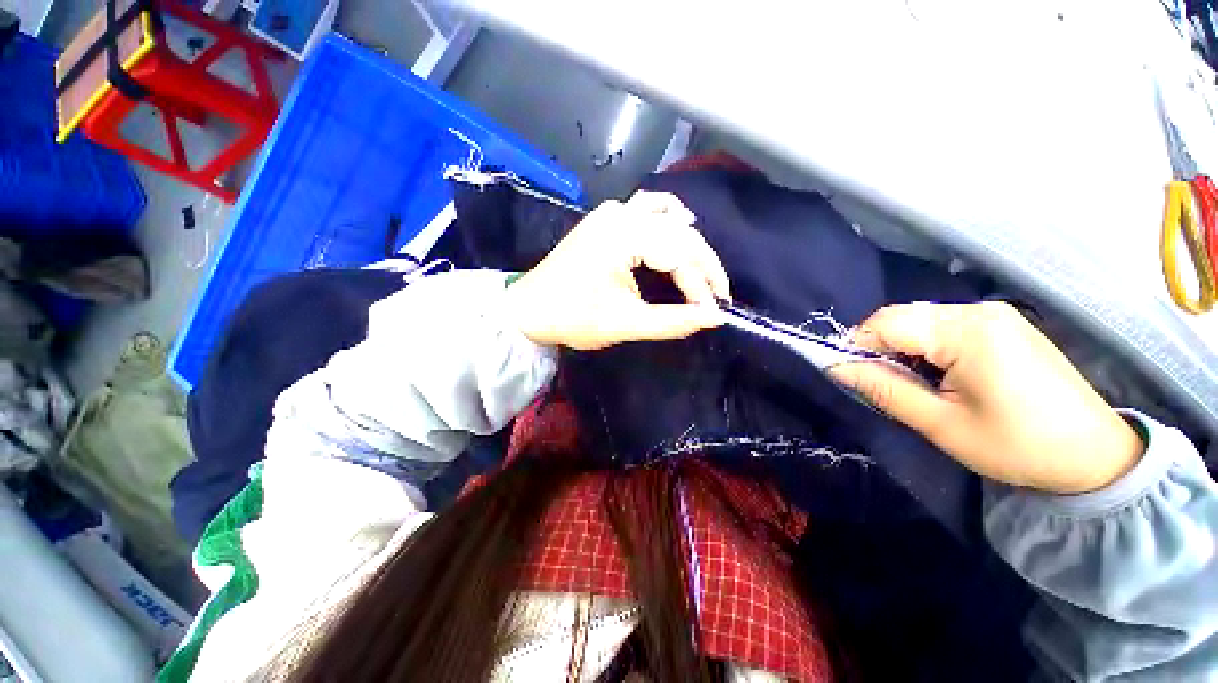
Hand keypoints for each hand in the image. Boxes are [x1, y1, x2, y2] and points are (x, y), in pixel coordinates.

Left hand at [505, 192, 730, 349]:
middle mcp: (621, 214)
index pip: (679, 256)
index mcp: (624, 235)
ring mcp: (611, 212)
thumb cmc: (573, 317)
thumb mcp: (626, 323)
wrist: (528, 309)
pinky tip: (679, 229)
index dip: (701, 286)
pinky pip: (646, 209)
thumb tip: (714, 318)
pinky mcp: (605, 220)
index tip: (714, 312)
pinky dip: (668, 219)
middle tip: (717, 294)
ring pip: (667, 217)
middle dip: (703, 264)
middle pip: (679, 232)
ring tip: (703, 271)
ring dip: (689, 242)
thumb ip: (674, 321)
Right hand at [829, 302, 1143, 493]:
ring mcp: (995, 314)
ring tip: (914, 383)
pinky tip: (940, 374)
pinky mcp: (1003, 324)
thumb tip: (836, 368)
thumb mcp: (941, 424)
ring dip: (903, 348)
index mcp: (967, 332)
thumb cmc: (1018, 445)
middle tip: (884, 384)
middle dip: (881, 347)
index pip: (887, 322)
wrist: (1096, 455)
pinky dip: (927, 346)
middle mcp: (979, 311)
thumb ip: (884, 389)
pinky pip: (944, 325)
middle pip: (903, 317)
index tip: (855, 376)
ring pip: (921, 320)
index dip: (859, 346)